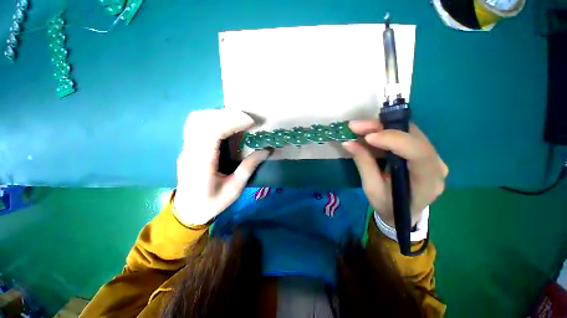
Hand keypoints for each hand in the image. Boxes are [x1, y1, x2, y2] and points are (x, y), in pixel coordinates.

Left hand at [173, 109, 269, 226]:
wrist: (187, 210)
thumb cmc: (211, 203)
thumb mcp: (234, 190)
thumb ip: (249, 168)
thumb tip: (266, 150)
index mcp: (201, 164)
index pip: (212, 132)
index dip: (232, 121)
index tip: (251, 122)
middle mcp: (190, 151)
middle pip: (202, 120)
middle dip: (228, 115)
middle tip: (249, 120)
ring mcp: (186, 147)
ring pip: (197, 119)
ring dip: (220, 114)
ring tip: (239, 119)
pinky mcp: (187, 146)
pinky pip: (196, 123)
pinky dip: (212, 118)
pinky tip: (225, 123)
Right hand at [342, 120, 447, 227]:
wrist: (401, 214)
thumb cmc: (387, 205)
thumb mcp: (371, 188)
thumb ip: (363, 164)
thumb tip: (348, 143)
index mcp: (427, 182)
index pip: (418, 153)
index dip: (393, 140)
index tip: (367, 137)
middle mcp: (437, 165)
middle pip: (413, 137)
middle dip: (382, 128)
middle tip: (356, 127)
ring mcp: (433, 157)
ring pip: (409, 132)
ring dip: (382, 127)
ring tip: (359, 129)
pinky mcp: (424, 152)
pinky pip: (405, 135)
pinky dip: (385, 132)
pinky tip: (369, 133)